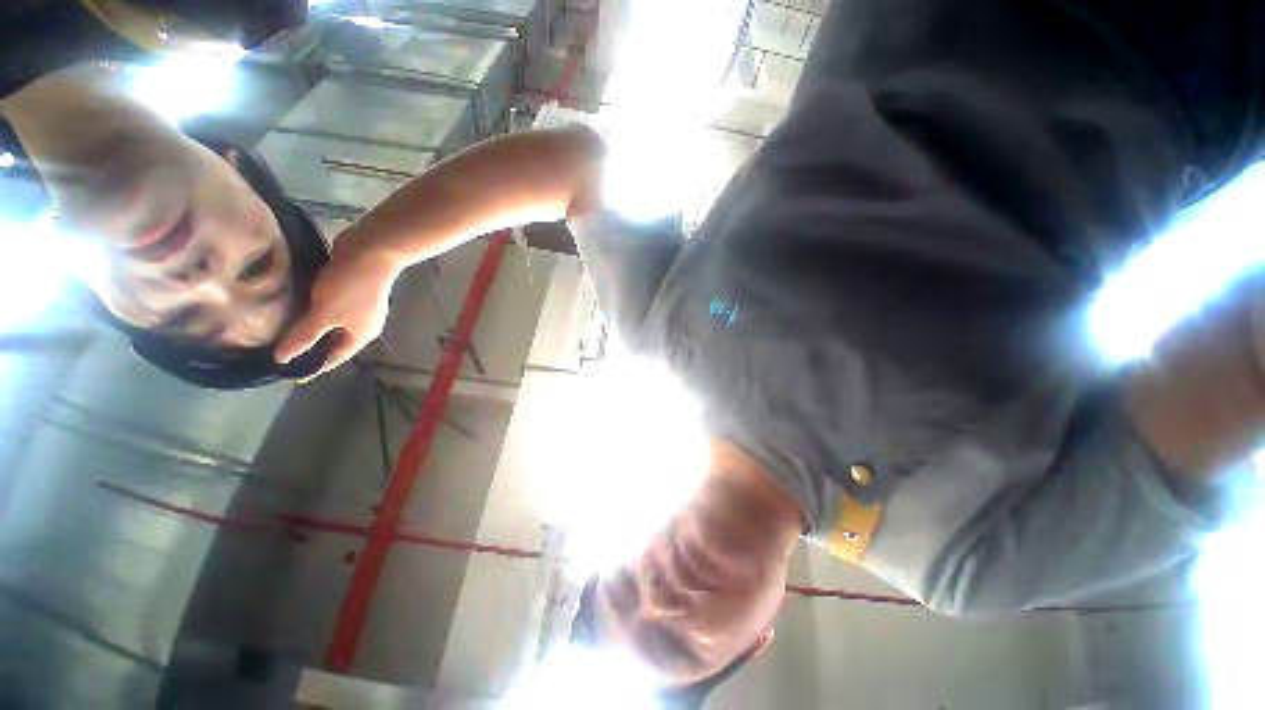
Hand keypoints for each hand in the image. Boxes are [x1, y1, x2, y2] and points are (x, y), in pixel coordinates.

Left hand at [276, 235, 400, 377]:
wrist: (370, 251)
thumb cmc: (351, 286)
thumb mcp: (325, 313)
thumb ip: (304, 336)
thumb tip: (282, 360)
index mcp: (361, 335)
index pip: (335, 358)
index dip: (314, 367)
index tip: (290, 375)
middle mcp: (362, 324)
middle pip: (333, 342)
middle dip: (310, 347)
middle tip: (279, 352)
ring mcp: (357, 306)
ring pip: (330, 323)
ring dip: (309, 327)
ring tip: (280, 330)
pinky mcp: (350, 289)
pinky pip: (328, 307)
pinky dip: (312, 310)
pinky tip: (294, 305)